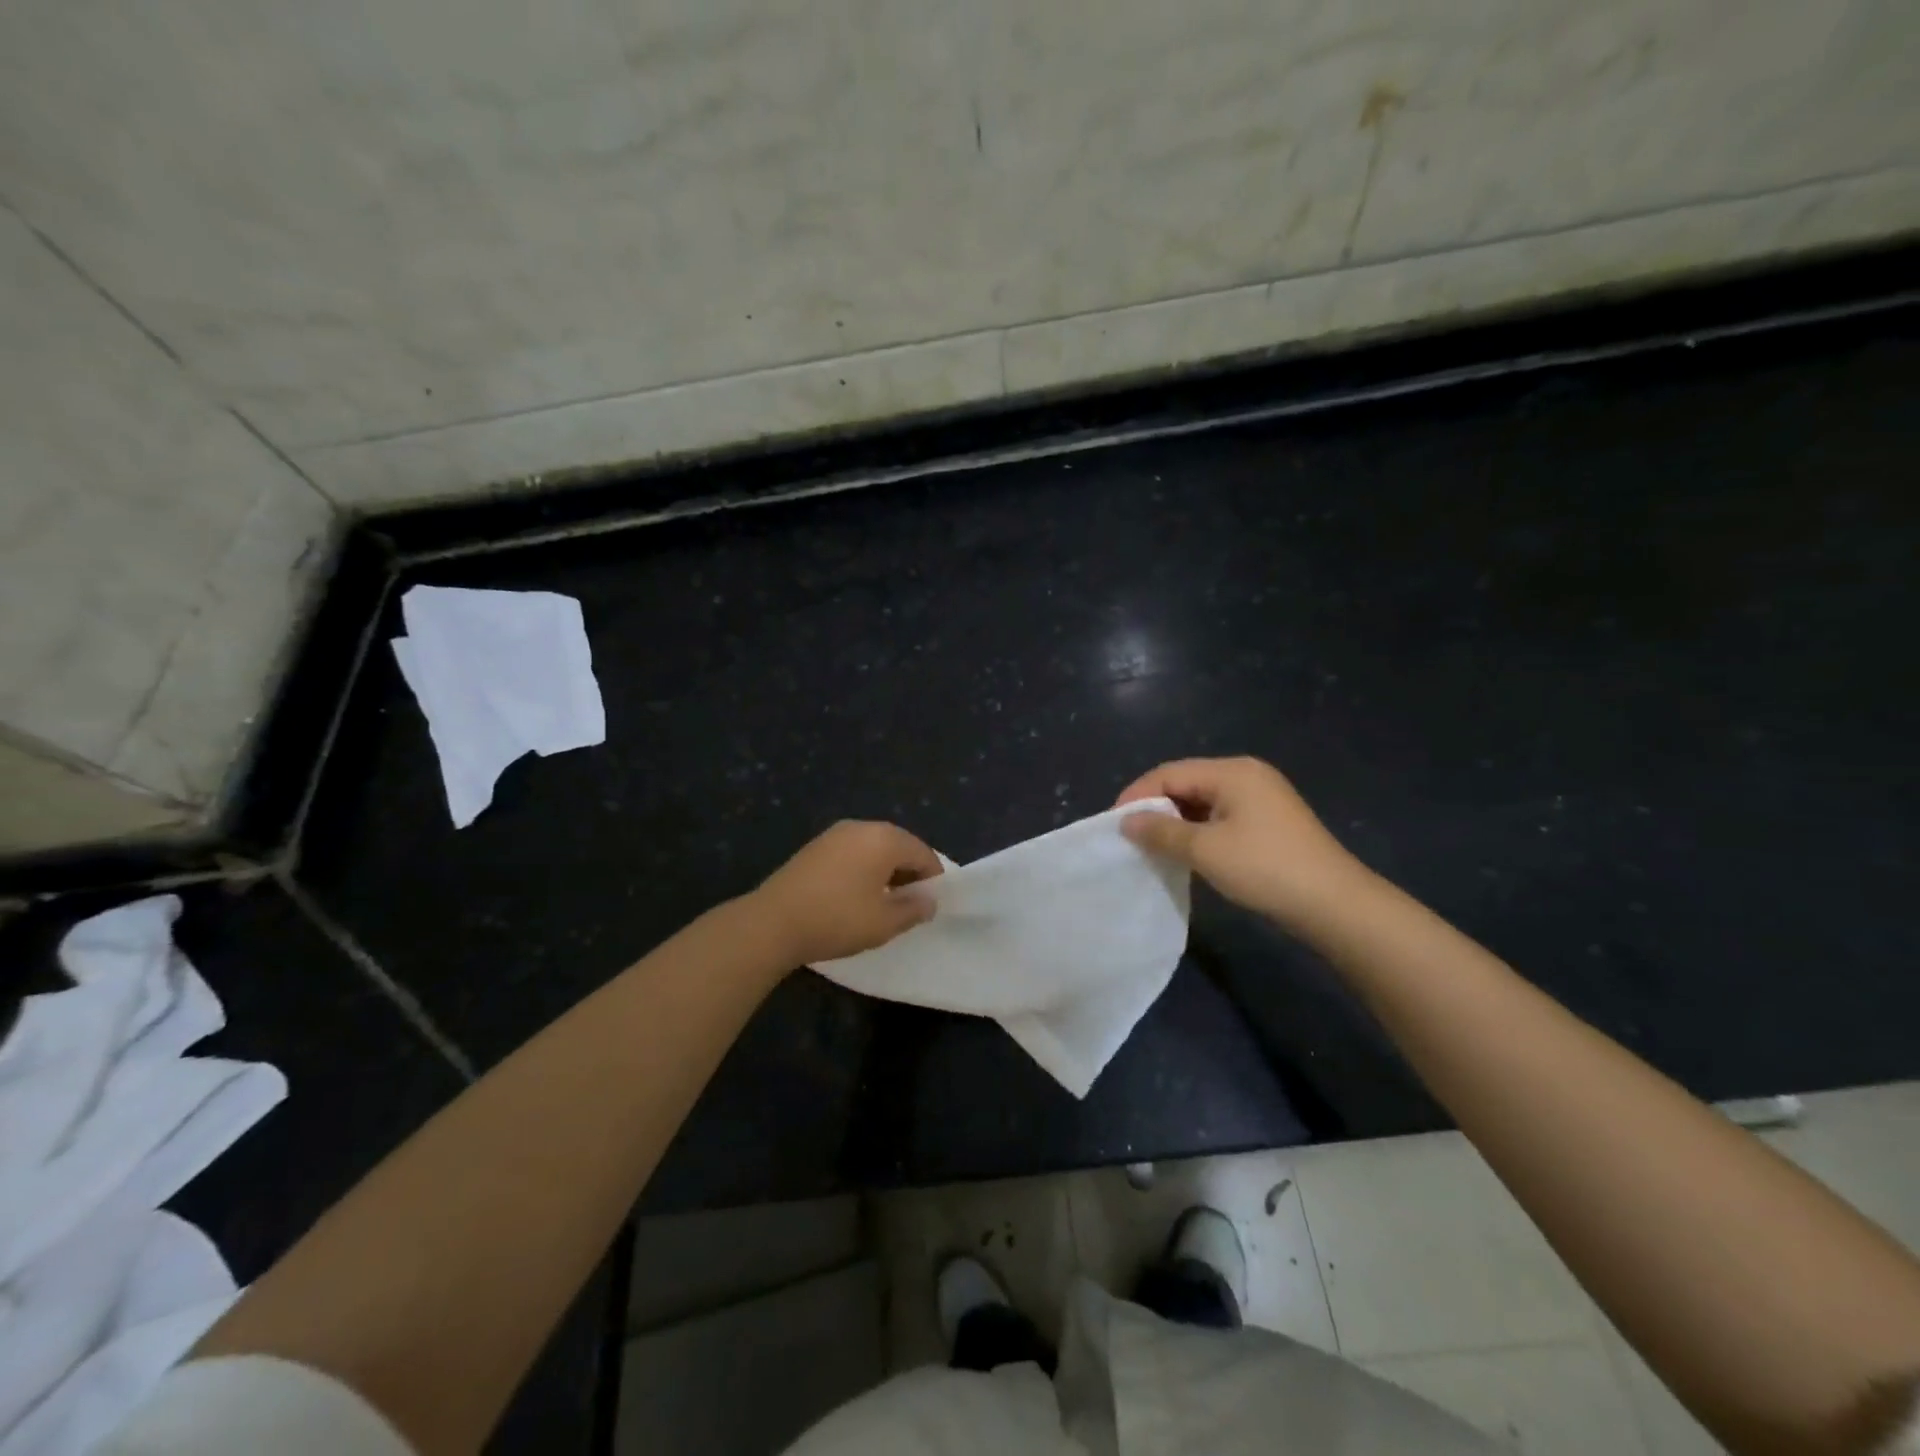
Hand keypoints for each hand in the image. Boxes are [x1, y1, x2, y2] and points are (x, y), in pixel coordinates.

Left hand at [751, 820, 943, 964]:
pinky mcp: (815, 847)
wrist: (772, 923)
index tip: (930, 906)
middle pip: (899, 846)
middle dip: (909, 874)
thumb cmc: (837, 919)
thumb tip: (928, 901)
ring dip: (885, 872)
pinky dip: (862, 870)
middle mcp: (861, 827)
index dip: (933, 879)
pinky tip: (854, 897)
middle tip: (908, 906)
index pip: (923, 853)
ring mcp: (835, 834)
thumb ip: (913, 909)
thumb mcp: (884, 922)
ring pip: (874, 849)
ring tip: (882, 904)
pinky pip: (852, 853)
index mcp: (884, 838)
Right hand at [1115, 756, 1372, 927]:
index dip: (1137, 795)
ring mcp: (1261, 799)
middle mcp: (1247, 775)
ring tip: (1151, 846)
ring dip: (1176, 822)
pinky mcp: (1269, 823)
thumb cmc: (1264, 868)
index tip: (1113, 824)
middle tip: (1129, 836)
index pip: (1170, 773)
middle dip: (1155, 807)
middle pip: (1186, 782)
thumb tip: (1126, 822)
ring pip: (1203, 801)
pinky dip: (1198, 831)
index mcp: (1232, 771)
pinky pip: (1220, 817)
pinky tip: (1185, 852)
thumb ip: (1161, 831)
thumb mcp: (1205, 849)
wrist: (1334, 904)